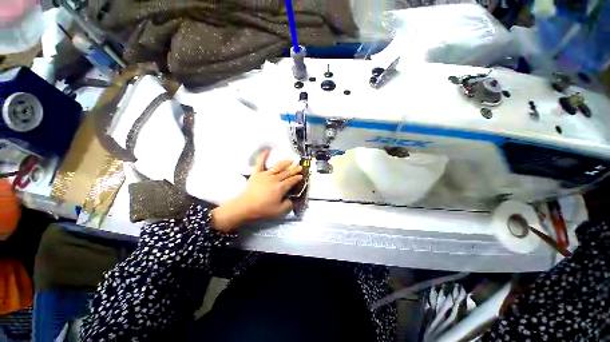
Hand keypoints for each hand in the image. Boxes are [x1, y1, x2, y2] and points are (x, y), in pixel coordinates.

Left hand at [212, 150, 302, 232]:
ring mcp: (265, 174)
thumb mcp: (279, 211)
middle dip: (294, 169)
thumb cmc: (262, 210)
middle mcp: (275, 179)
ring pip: (278, 166)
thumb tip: (292, 199)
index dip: (297, 178)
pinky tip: (267, 149)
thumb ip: (288, 205)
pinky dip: (263, 155)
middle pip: (287, 173)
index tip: (301, 176)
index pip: (292, 181)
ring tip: (291, 160)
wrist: (245, 207)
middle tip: (300, 167)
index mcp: (280, 187)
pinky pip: (260, 163)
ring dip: (285, 163)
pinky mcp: (257, 173)